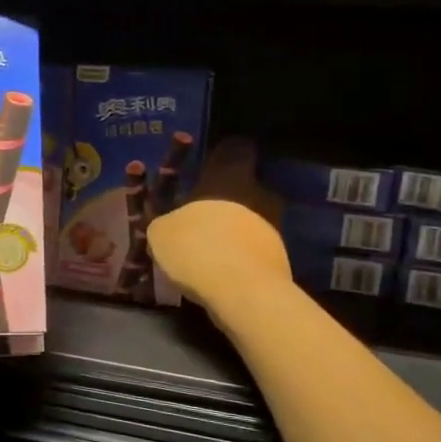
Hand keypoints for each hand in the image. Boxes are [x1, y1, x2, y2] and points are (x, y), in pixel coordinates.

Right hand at [147, 139, 290, 313]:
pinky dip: (240, 257)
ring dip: (233, 232)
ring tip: (209, 253)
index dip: (221, 156)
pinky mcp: (280, 258)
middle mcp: (256, 194)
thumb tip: (170, 225)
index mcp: (228, 178)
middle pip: (243, 189)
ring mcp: (272, 226)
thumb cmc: (198, 248)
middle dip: (225, 202)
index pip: (234, 149)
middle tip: (202, 219)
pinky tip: (222, 273)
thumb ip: (167, 222)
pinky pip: (253, 250)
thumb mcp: (160, 233)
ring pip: (250, 220)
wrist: (243, 292)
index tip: (208, 167)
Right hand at [149, 199, 290, 312]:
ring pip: (236, 243)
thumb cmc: (194, 260)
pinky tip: (234, 288)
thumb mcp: (158, 240)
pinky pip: (251, 263)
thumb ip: (160, 229)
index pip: (187, 214)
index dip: (179, 235)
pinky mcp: (278, 256)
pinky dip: (243, 272)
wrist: (242, 288)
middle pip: (214, 226)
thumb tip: (165, 229)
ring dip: (227, 256)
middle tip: (193, 267)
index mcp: (205, 201)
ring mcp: (262, 231)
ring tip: (214, 281)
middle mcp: (236, 209)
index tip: (173, 255)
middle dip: (205, 242)